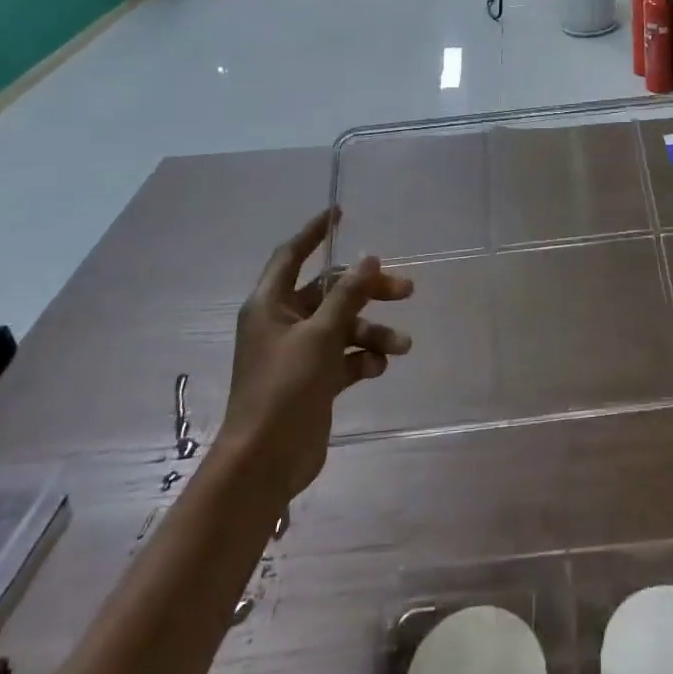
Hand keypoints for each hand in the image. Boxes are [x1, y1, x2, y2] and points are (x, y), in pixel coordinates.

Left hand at [222, 208, 411, 495]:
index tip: (340, 212)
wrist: (266, 461)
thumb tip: (370, 257)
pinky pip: (345, 357)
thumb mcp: (320, 336)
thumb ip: (347, 295)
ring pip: (344, 326)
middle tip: (406, 290)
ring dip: (373, 332)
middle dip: (368, 290)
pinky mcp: (314, 380)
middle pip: (331, 291)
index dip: (314, 232)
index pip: (291, 255)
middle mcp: (283, 322)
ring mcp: (299, 352)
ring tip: (403, 346)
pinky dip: (363, 359)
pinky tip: (378, 368)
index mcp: (270, 304)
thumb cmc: (284, 388)